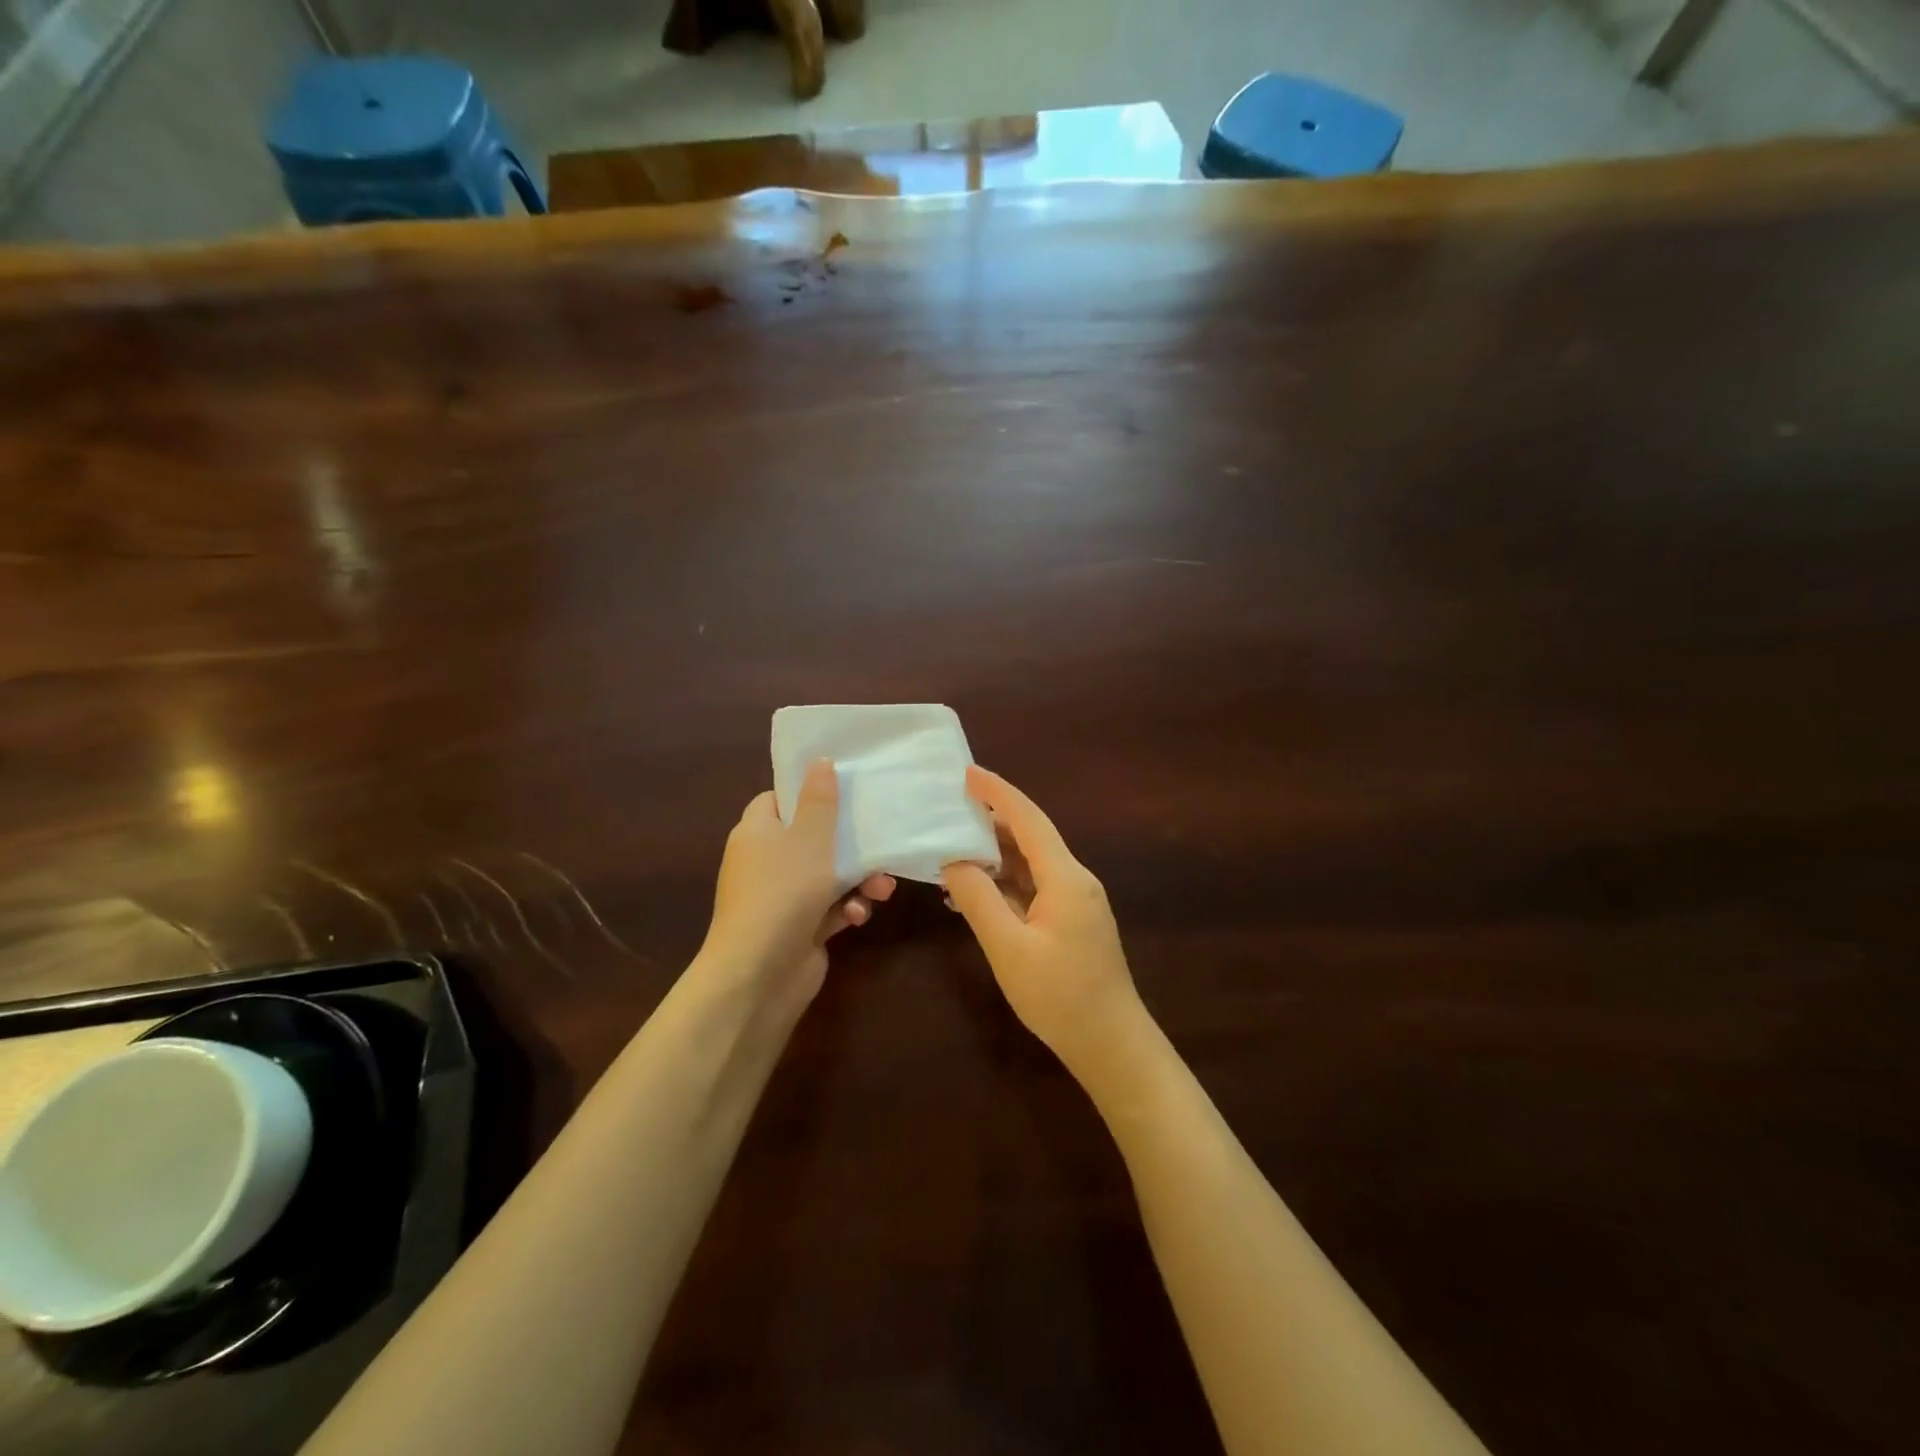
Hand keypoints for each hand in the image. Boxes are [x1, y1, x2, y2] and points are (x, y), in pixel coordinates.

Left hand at [701, 760, 894, 1003]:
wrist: (760, 974)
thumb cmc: (783, 891)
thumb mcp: (808, 838)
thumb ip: (819, 800)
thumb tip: (820, 762)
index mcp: (756, 832)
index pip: (778, 800)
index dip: (807, 793)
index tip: (842, 790)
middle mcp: (765, 861)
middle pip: (811, 837)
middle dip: (850, 844)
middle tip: (879, 841)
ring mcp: (782, 897)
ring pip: (828, 875)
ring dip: (858, 879)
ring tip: (882, 888)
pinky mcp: (800, 927)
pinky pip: (830, 907)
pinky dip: (847, 908)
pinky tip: (858, 916)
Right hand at [942, 766, 1143, 1074]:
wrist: (1111, 1044)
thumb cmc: (1059, 996)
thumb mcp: (1008, 948)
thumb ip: (978, 900)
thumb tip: (954, 861)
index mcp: (1065, 877)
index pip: (1028, 820)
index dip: (998, 792)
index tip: (968, 772)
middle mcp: (1075, 880)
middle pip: (1031, 837)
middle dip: (992, 820)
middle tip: (951, 809)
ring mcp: (1077, 901)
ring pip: (1032, 864)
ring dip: (996, 854)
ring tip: (954, 848)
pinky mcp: (1073, 922)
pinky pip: (1036, 888)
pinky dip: (1006, 883)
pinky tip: (976, 893)